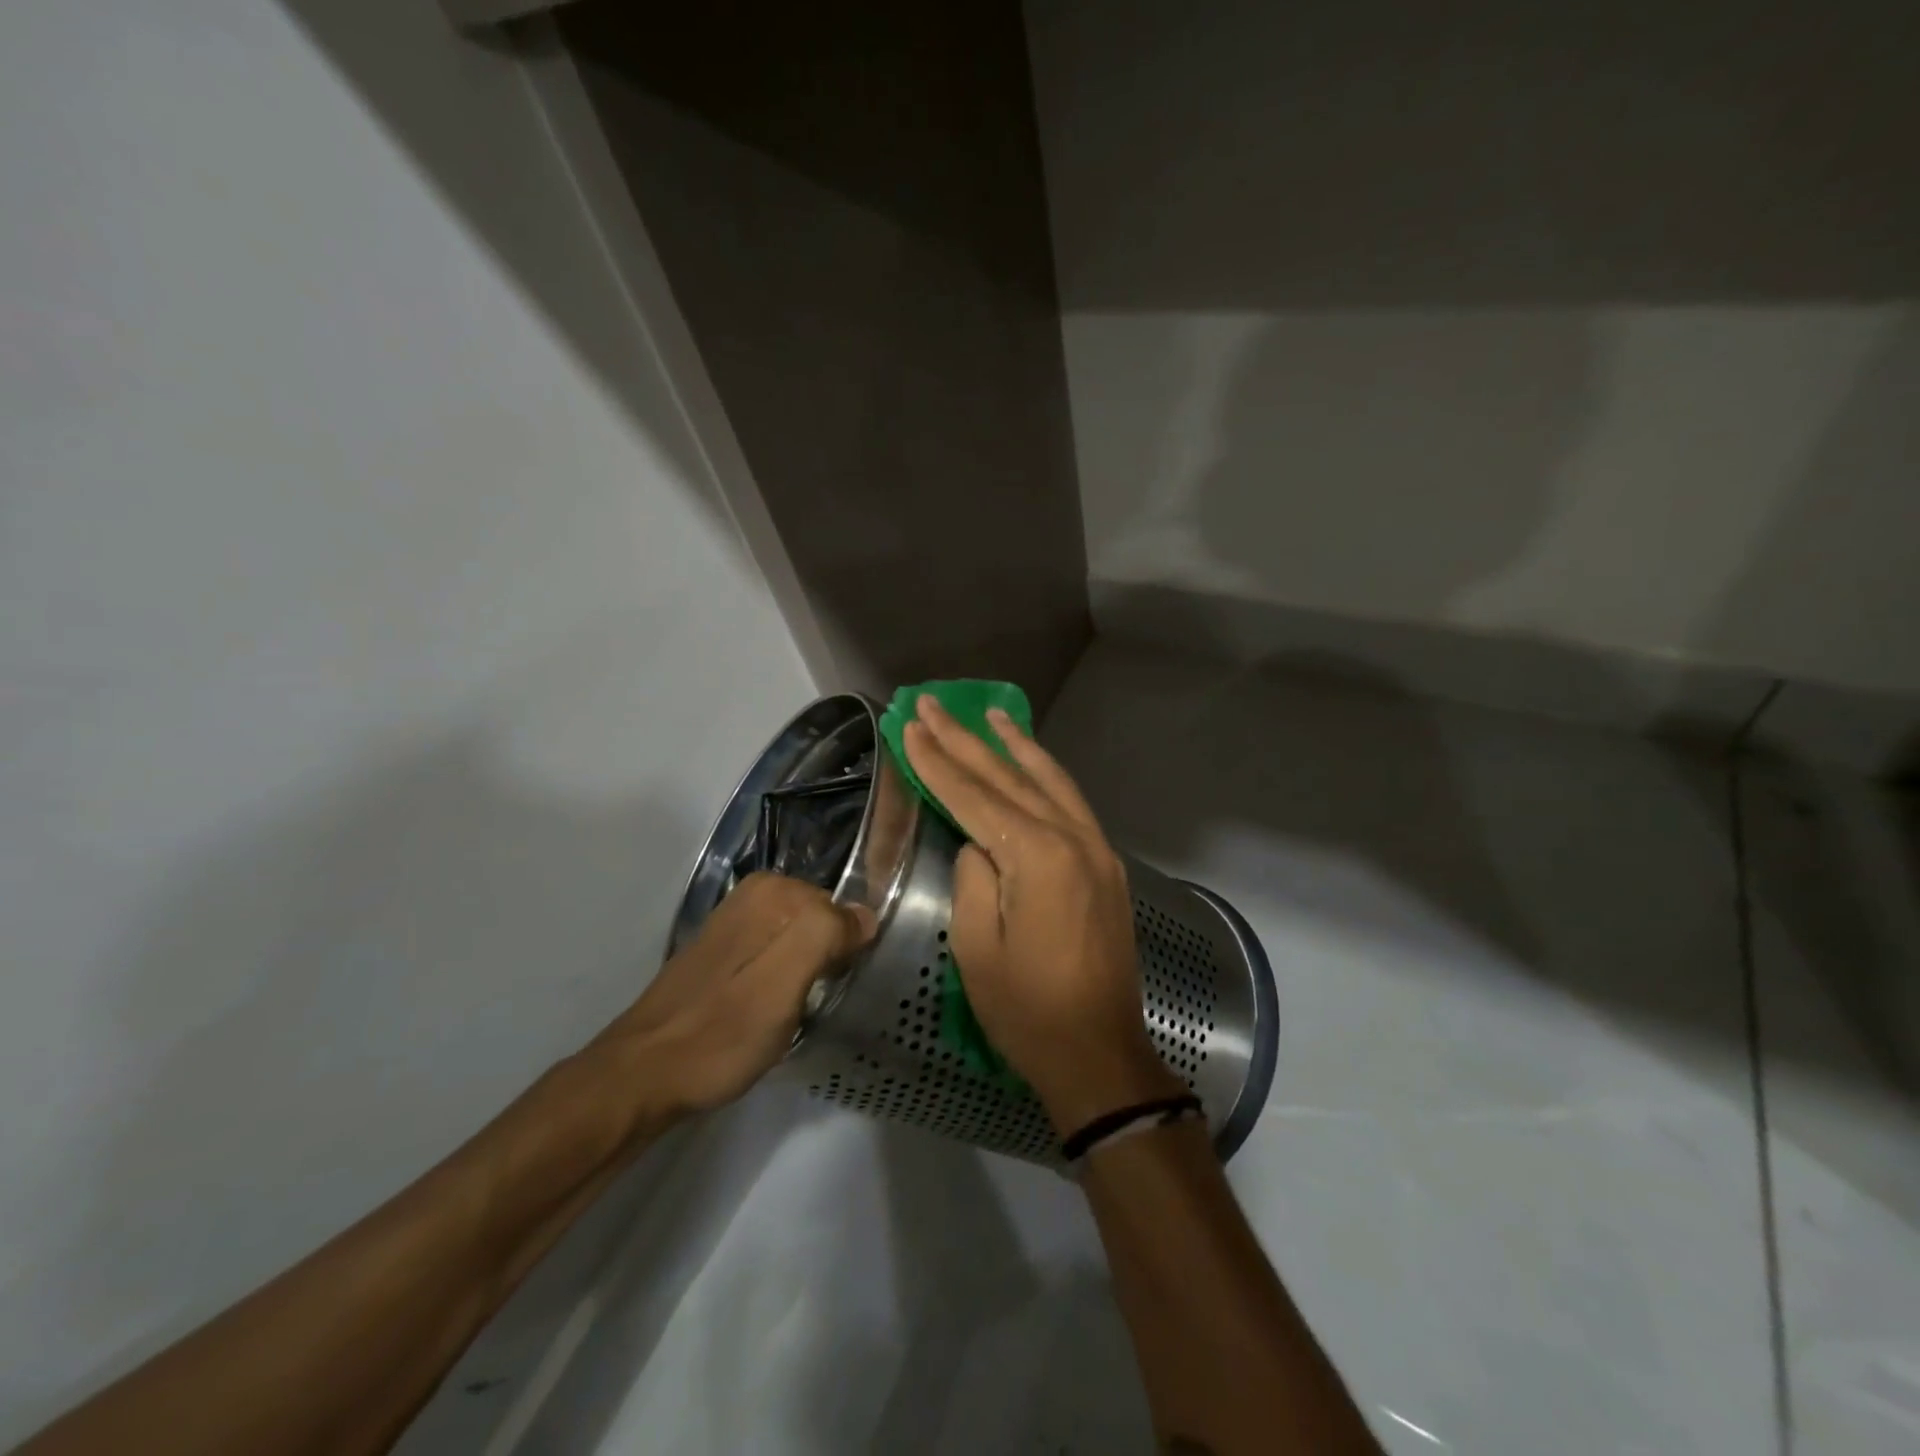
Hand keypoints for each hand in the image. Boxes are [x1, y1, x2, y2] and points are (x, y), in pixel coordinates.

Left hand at [589, 873, 870, 1125]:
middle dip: (827, 960)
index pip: (843, 910)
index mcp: (773, 890)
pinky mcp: (725, 952)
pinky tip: (768, 1011)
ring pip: (801, 942)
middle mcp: (755, 894)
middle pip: (822, 923)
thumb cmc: (722, 1030)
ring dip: (805, 975)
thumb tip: (866, 916)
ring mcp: (737, 922)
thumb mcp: (785, 981)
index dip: (845, 952)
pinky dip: (784, 981)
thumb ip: (827, 934)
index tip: (832, 989)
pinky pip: (777, 955)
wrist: (645, 1074)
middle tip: (810, 1004)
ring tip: (791, 1012)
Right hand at [903, 695, 1183, 1133]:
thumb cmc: (1028, 1011)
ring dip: (1015, 746)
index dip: (937, 762)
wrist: (1099, 1054)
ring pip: (1050, 781)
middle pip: (1009, 778)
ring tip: (989, 714)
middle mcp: (1073, 839)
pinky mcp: (1106, 865)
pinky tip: (1030, 762)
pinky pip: (1071, 804)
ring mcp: (1097, 849)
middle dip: (966, 740)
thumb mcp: (977, 948)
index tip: (910, 726)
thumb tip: (978, 844)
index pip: (974, 797)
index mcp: (1037, 858)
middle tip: (932, 705)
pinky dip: (1046, 775)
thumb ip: (973, 879)